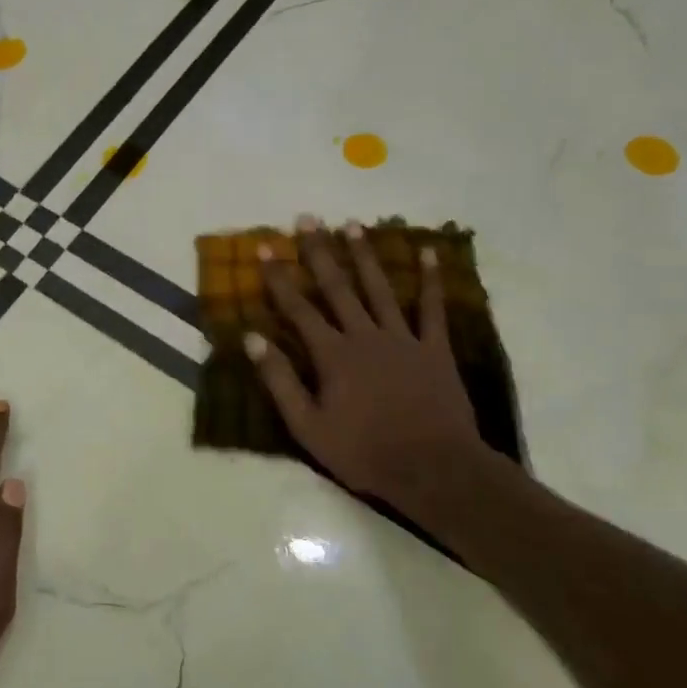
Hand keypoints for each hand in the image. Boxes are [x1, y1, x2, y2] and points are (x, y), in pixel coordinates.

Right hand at [247, 216, 486, 503]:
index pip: (298, 308)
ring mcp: (402, 338)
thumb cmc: (363, 451)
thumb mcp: (307, 426)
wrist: (432, 468)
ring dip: (364, 255)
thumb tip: (252, 338)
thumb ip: (279, 380)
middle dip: (319, 252)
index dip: (278, 277)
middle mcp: (364, 336)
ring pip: (379, 288)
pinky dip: (430, 279)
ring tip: (352, 224)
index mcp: (332, 355)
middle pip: (337, 287)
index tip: (265, 247)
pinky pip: (432, 308)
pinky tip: (429, 251)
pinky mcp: (434, 348)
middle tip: (308, 219)